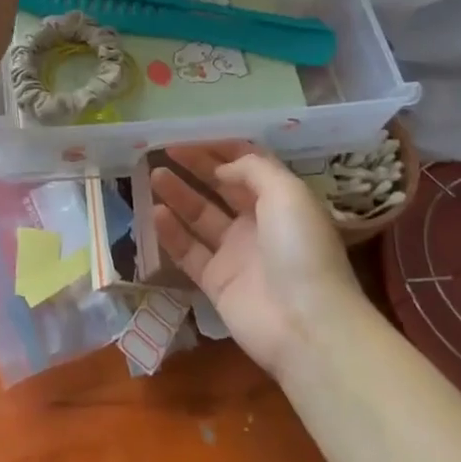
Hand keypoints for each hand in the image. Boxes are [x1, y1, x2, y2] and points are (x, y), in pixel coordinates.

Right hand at [151, 142, 364, 377]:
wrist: (307, 324)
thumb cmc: (301, 248)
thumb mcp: (287, 192)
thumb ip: (252, 169)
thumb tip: (220, 168)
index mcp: (281, 200)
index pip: (247, 166)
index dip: (221, 150)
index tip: (192, 136)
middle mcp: (258, 224)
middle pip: (221, 188)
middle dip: (196, 167)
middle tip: (164, 150)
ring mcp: (236, 254)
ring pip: (201, 217)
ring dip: (179, 194)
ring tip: (154, 174)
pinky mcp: (217, 283)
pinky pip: (189, 251)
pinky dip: (172, 232)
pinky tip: (155, 212)